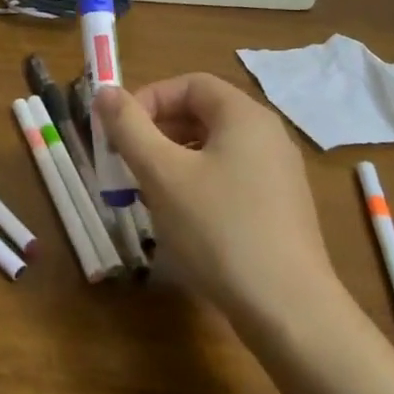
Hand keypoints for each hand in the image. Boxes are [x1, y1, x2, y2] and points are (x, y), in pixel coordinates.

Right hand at [94, 74, 344, 322]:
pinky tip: (180, 218)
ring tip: (146, 192)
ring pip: (213, 149)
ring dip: (172, 160)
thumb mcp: (162, 173)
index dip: (148, 98)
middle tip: (125, 162)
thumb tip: (105, 91)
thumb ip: (128, 127)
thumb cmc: (218, 229)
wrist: (288, 309)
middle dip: (156, 131)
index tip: (119, 131)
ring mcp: (278, 174)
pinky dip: (197, 184)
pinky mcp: (279, 208)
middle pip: (202, 114)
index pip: (189, 84)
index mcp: (245, 116)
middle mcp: (268, 135)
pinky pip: (229, 177)